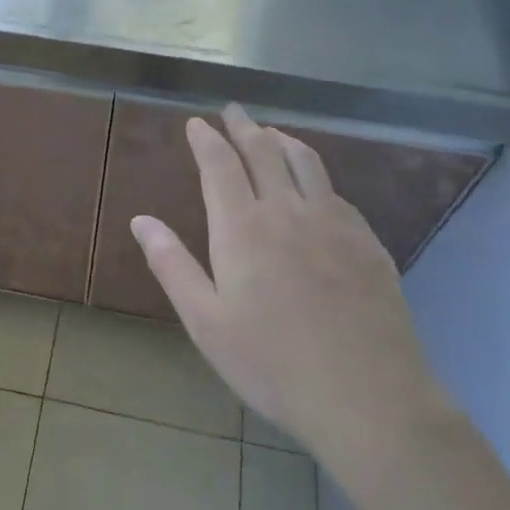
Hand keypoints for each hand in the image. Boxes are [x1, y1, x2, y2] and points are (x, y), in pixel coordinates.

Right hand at [130, 105, 455, 477]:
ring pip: (306, 162)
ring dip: (284, 140)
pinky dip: (317, 174)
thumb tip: (141, 220)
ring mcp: (334, 223)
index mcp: (243, 228)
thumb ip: (172, 265)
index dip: (206, 139)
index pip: (220, 165)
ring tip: (271, 132)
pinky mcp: (368, 242)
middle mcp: (288, 211)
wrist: (368, 398)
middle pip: (264, 152)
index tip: (197, 123)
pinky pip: (336, 192)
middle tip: (233, 111)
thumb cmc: (272, 364)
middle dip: (244, 127)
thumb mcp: (206, 322)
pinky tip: (315, 185)